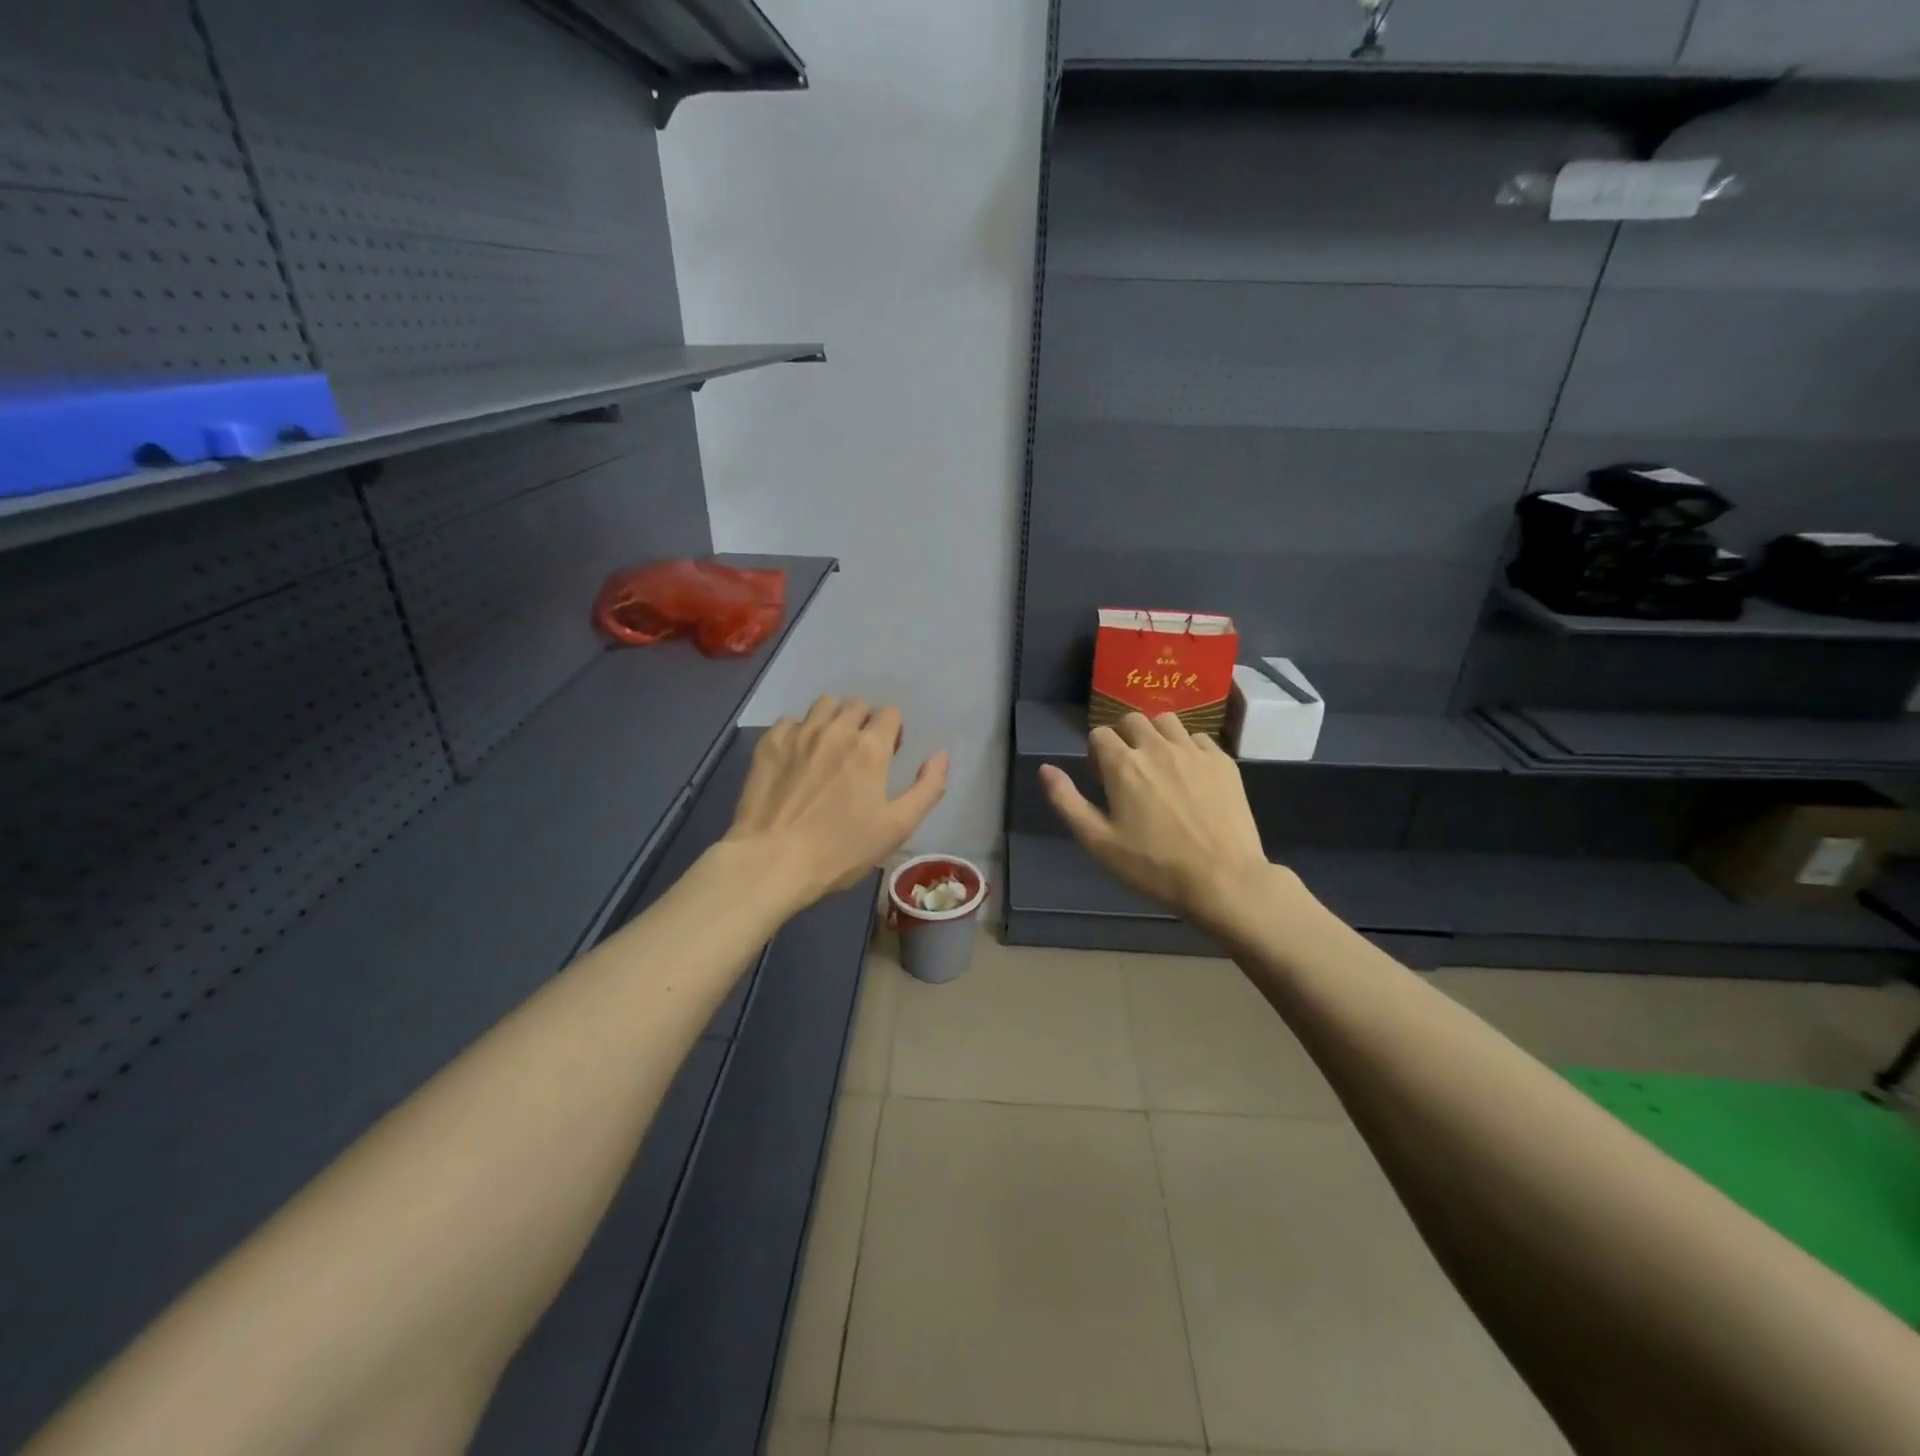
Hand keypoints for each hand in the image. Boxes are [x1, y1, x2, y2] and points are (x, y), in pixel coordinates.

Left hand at [725, 696, 948, 912]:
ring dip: (834, 719)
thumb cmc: (841, 849)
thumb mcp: (897, 826)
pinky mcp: (769, 743)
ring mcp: (798, 733)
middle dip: (865, 722)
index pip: (890, 713)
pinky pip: (790, 721)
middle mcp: (835, 729)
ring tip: (830, 748)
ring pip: (824, 704)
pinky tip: (798, 757)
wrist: (772, 861)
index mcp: (870, 747)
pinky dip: (800, 731)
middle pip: (857, 704)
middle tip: (861, 753)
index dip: (894, 731)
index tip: (889, 755)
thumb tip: (941, 755)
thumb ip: (927, 787)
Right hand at [1040, 712, 1272, 928]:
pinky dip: (1187, 748)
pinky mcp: (1223, 762)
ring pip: (1167, 721)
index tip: (1103, 781)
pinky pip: (1199, 738)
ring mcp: (1194, 751)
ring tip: (1159, 766)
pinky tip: (1191, 776)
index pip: (1099, 734)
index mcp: (1123, 764)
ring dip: (1155, 735)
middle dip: (1124, 738)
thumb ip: (1066, 801)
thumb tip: (1045, 769)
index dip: (1096, 755)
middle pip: (1132, 720)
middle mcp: (1157, 747)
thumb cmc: (1153, 867)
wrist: (1223, 880)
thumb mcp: (1097, 842)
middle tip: (1129, 771)